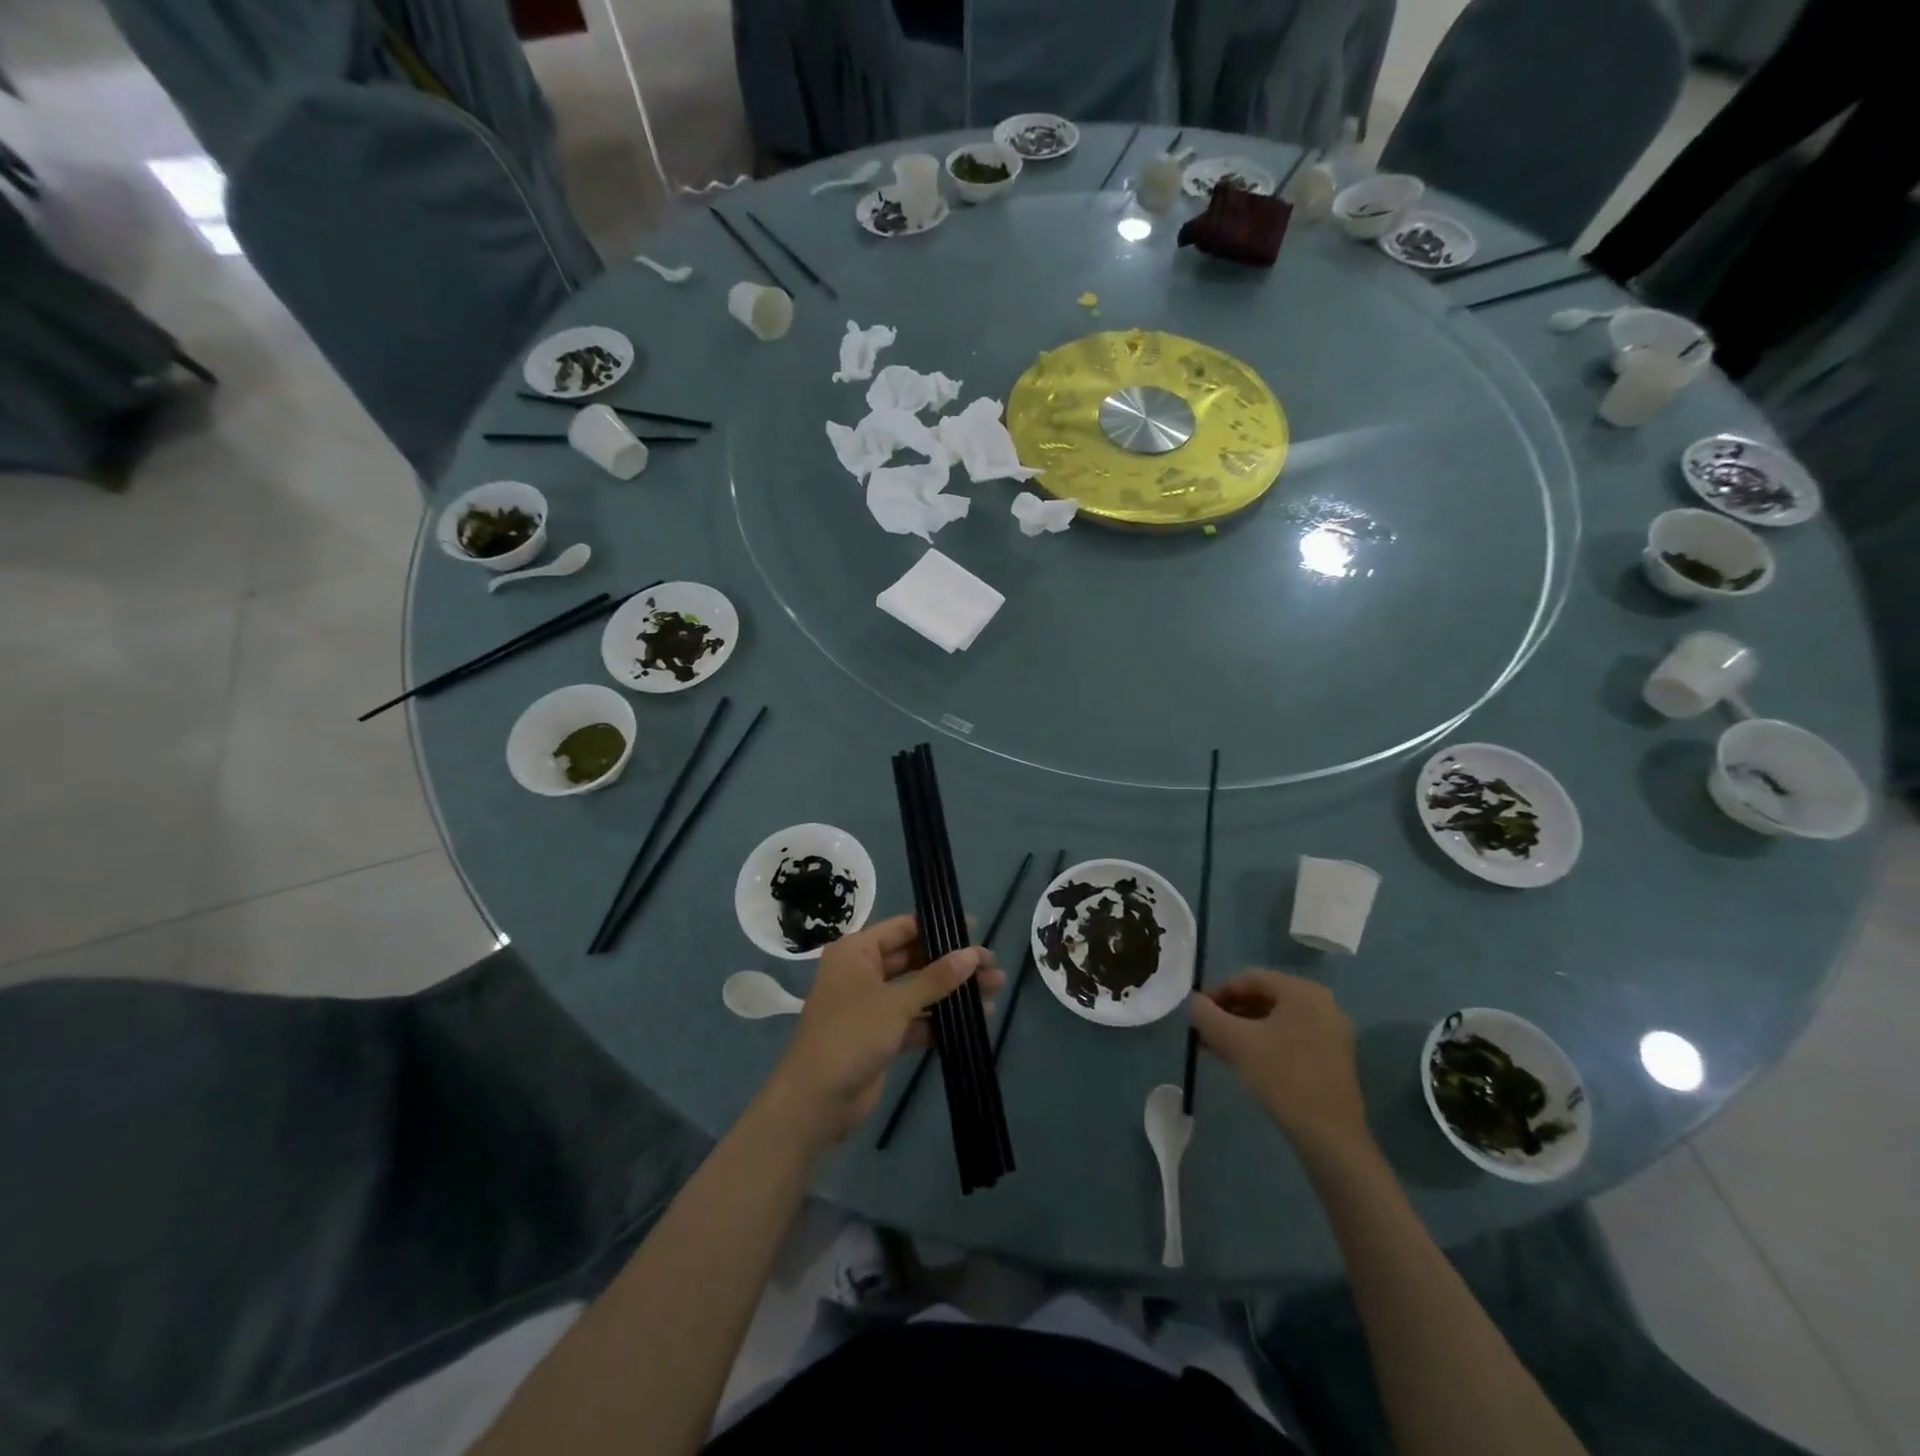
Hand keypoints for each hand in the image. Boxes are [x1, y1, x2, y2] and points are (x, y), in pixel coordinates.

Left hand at [761, 915, 1002, 1146]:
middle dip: (952, 964)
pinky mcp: (880, 1036)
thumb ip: (936, 978)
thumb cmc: (851, 1035)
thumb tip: (973, 954)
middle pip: (914, 959)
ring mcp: (871, 1006)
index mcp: (857, 951)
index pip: (903, 929)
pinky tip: (973, 1022)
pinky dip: (939, 1021)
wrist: (815, 1101)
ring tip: (994, 992)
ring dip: (951, 993)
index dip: (938, 928)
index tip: (975, 930)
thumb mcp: (896, 1003)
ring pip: (918, 991)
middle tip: (992, 966)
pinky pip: (914, 1020)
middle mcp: (863, 972)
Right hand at [1189, 969, 1369, 1156]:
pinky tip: (1241, 1061)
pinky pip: (1289, 1038)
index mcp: (1303, 991)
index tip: (1197, 1012)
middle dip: (1229, 1013)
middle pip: (1263, 998)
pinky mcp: (1333, 1058)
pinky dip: (1263, 1043)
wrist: (1331, 1138)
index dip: (1218, 992)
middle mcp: (1322, 1004)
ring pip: (1275, 1020)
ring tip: (1215, 1048)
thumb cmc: (1283, 1078)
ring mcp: (1330, 1032)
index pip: (1250, 978)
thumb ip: (1207, 1015)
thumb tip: (1194, 1003)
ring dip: (1242, 1030)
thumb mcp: (1235, 1042)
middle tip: (1204, 1031)